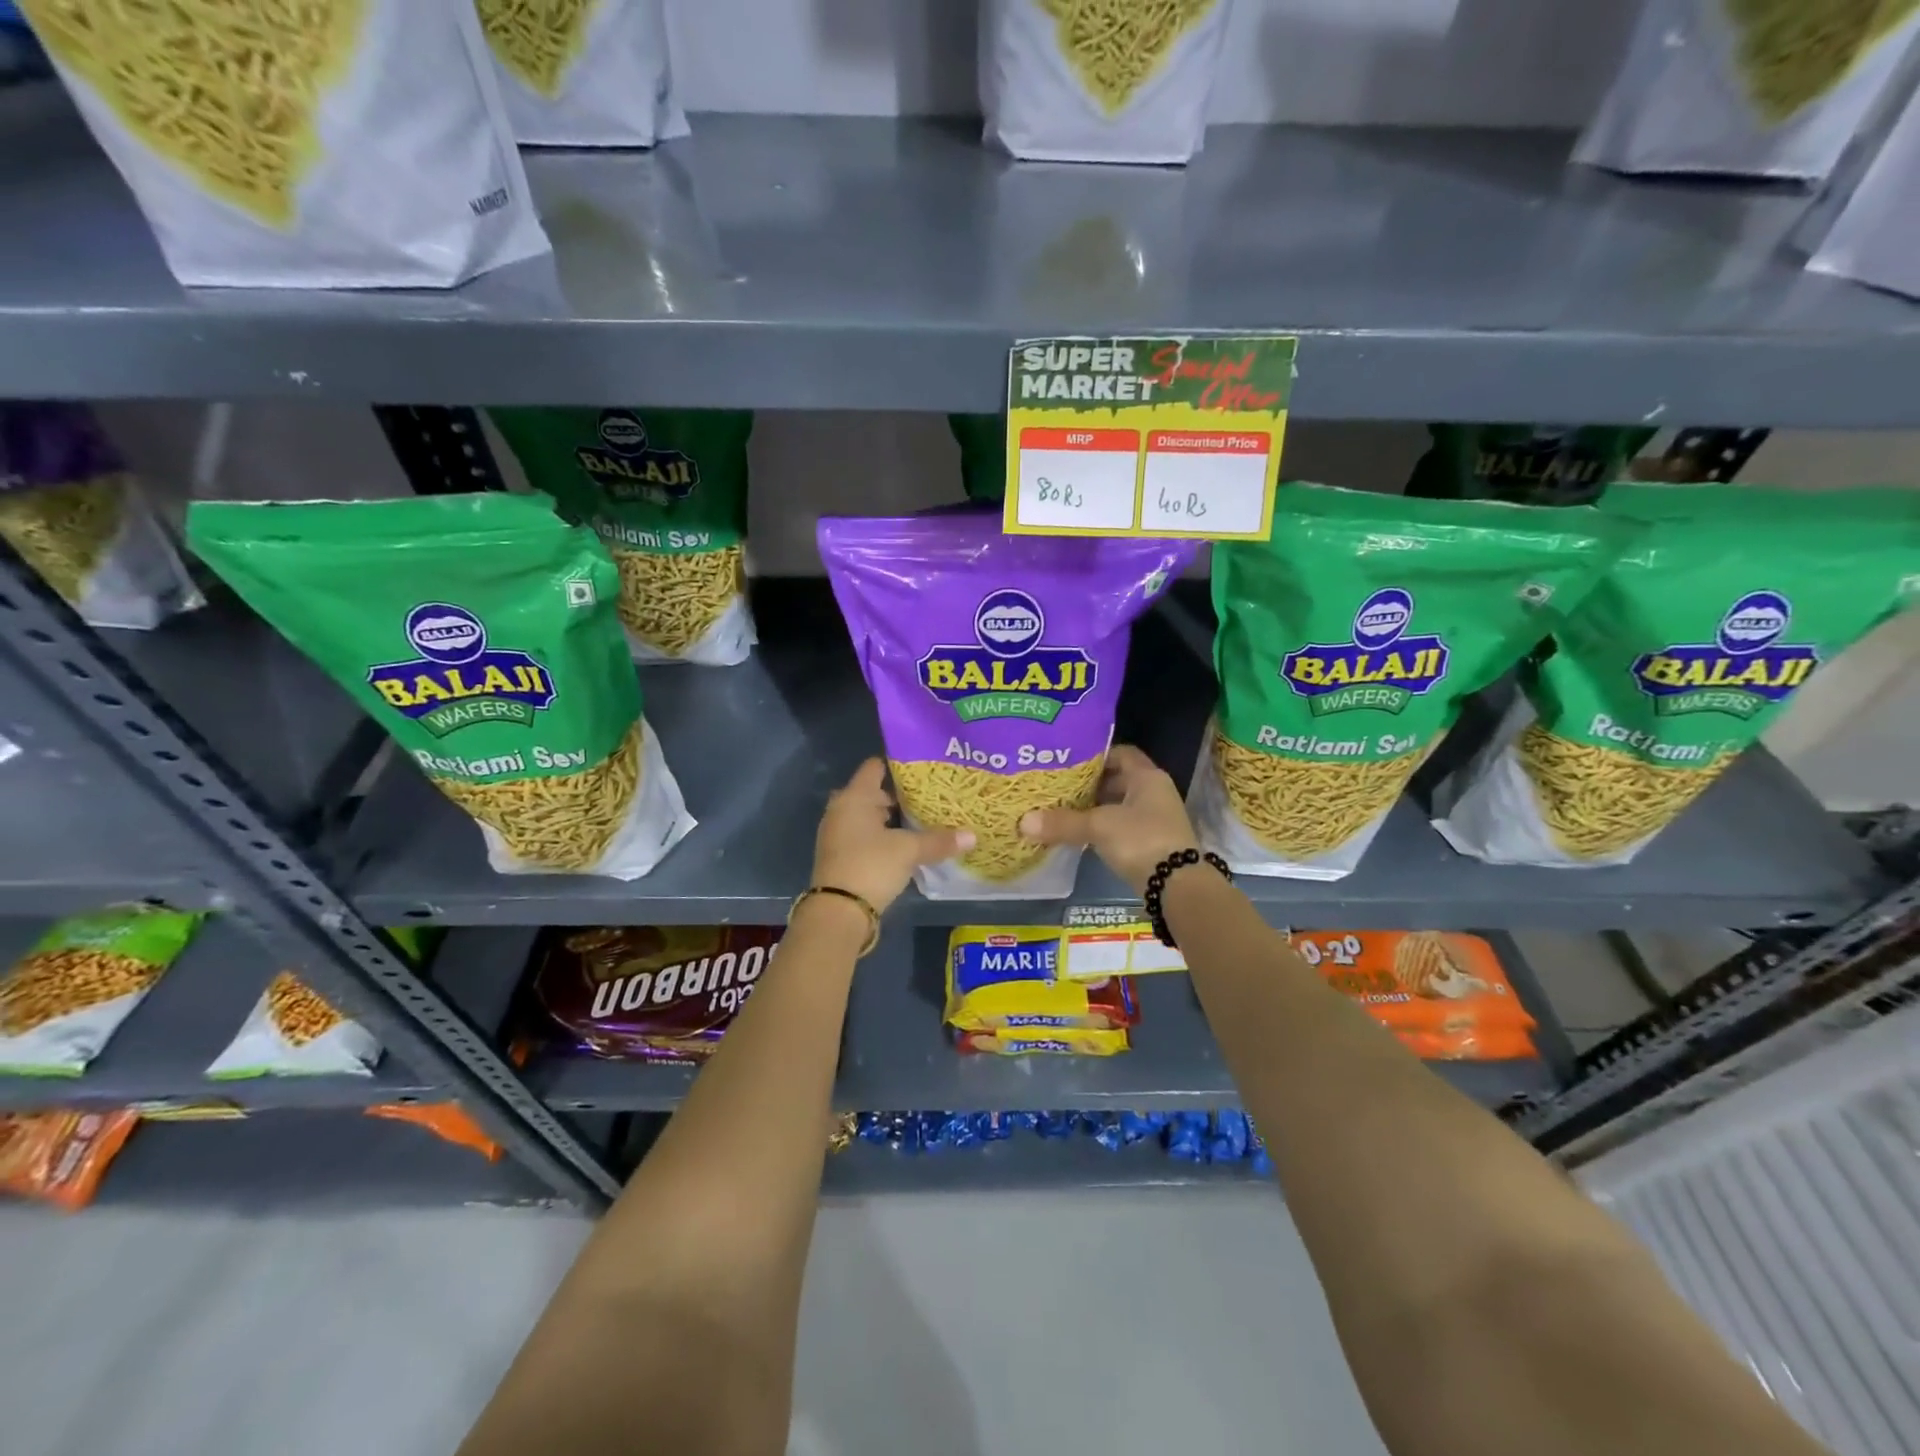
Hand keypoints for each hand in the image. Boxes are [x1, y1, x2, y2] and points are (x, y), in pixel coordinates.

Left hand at [811, 759, 973, 913]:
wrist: (838, 912)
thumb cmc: (871, 866)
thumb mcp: (909, 851)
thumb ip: (938, 841)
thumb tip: (972, 835)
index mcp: (854, 797)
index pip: (875, 767)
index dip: (898, 765)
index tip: (923, 769)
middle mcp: (841, 809)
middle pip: (871, 793)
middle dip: (898, 795)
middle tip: (928, 796)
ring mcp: (837, 834)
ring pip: (867, 816)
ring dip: (889, 819)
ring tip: (921, 820)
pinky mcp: (839, 856)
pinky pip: (863, 836)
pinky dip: (881, 837)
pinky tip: (903, 845)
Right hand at [1018, 744, 1198, 893]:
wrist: (1177, 886)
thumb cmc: (1141, 840)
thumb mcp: (1098, 827)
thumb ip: (1063, 822)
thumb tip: (1023, 821)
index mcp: (1147, 777)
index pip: (1120, 753)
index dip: (1095, 754)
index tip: (1068, 761)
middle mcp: (1155, 792)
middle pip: (1119, 779)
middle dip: (1090, 783)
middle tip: (1060, 786)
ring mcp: (1156, 818)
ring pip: (1120, 804)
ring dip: (1096, 807)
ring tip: (1063, 809)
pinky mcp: (1152, 842)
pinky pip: (1123, 826)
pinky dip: (1103, 827)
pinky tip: (1081, 834)